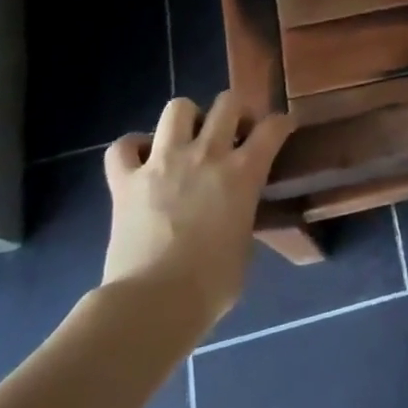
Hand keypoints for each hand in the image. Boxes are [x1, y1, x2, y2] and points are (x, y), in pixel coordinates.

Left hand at [101, 93, 293, 334]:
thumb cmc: (211, 285)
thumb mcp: (244, 246)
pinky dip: (132, 148)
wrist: (153, 304)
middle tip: (234, 132)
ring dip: (187, 119)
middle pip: (227, 103)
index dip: (282, 123)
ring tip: (187, 138)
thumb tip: (235, 216)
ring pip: (177, 109)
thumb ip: (243, 217)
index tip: (284, 127)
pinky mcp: (125, 181)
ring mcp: (162, 163)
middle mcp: (206, 155)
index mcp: (244, 172)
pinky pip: (122, 147)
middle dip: (235, 111)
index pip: (273, 128)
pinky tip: (140, 161)